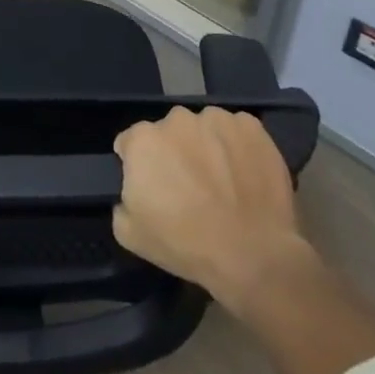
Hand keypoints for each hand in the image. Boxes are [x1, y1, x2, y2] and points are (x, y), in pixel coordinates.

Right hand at [112, 106, 305, 311]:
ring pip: (203, 128)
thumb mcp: (129, 234)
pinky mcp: (250, 126)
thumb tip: (134, 192)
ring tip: (222, 183)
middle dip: (174, 153)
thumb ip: (122, 202)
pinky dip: (237, 147)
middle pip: (169, 132)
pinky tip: (245, 176)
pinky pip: (236, 132)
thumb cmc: (185, 244)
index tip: (153, 188)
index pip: (131, 143)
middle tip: (189, 187)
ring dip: (206, 147)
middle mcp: (177, 119)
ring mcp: (216, 119)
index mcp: (143, 139)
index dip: (140, 166)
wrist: (252, 254)